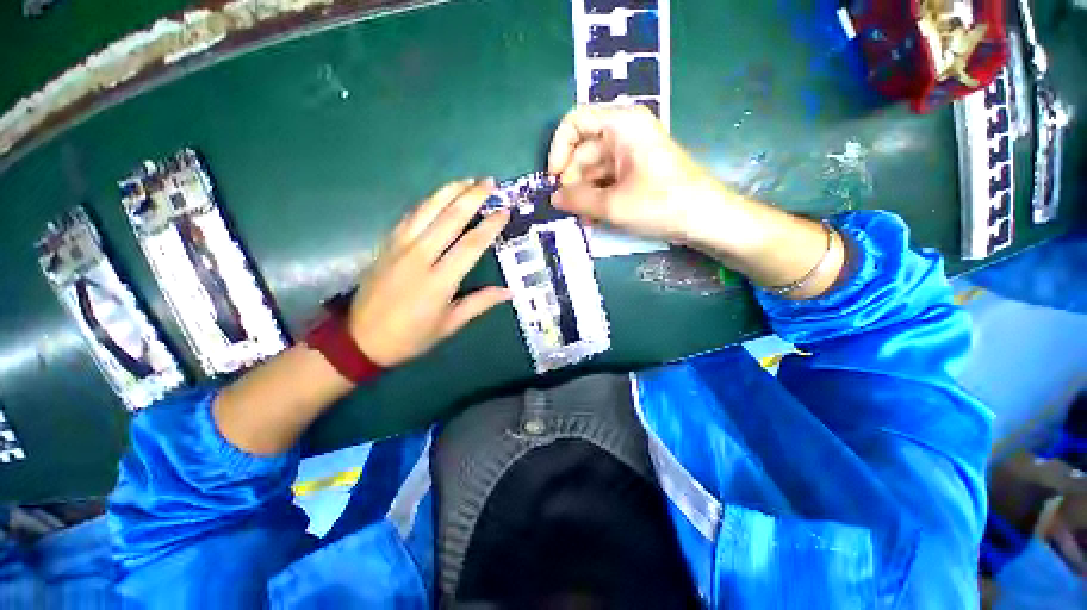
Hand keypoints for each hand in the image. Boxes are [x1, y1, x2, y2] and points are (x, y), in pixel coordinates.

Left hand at [348, 180, 511, 366]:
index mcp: (439, 281)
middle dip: (472, 197)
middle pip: (450, 218)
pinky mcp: (387, 244)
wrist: (360, 338)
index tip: (504, 211)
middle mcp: (420, 257)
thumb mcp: (450, 324)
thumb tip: (509, 291)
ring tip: (467, 180)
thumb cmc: (411, 336)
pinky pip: (410, 216)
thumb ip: (480, 303)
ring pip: (427, 210)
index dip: (490, 226)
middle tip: (489, 182)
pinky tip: (438, 196)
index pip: (471, 245)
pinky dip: (427, 202)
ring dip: (449, 192)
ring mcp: (400, 247)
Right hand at [547, 104, 717, 243]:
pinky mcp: (637, 170)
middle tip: (570, 210)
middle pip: (583, 150)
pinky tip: (595, 218)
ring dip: (585, 194)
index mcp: (621, 124)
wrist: (706, 219)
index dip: (559, 149)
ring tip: (584, 220)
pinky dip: (598, 197)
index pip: (575, 122)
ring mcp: (632, 152)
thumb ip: (578, 200)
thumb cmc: (661, 204)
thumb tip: (554, 198)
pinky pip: (608, 179)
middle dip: (573, 181)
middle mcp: (625, 132)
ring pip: (594, 168)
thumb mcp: (613, 205)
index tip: (553, 179)